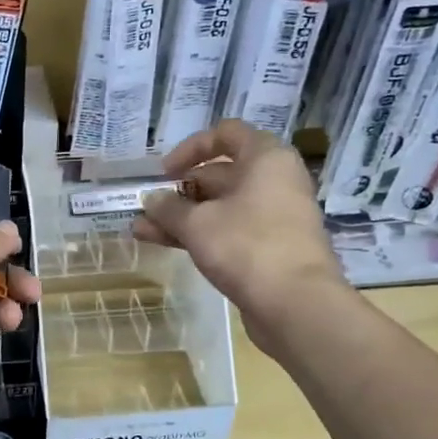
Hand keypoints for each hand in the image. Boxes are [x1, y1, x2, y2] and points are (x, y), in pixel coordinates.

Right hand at [133, 120, 344, 345]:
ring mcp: (273, 217)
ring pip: (220, 207)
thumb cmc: (247, 246)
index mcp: (266, 159)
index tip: (164, 172)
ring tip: (141, 229)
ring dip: (181, 216)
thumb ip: (169, 208)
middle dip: (179, 190)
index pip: (226, 134)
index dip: (191, 148)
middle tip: (147, 206)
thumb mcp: (197, 223)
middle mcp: (274, 181)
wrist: (295, 304)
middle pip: (220, 174)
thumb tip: (151, 200)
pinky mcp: (269, 248)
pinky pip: (228, 231)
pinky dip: (199, 235)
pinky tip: (162, 244)